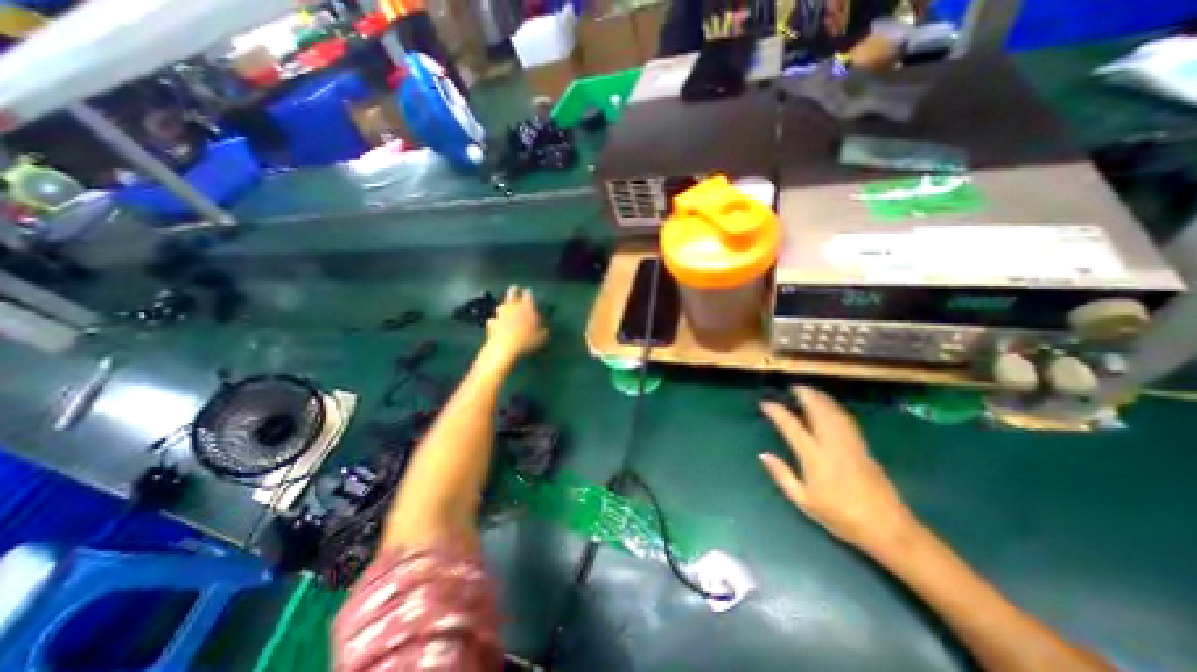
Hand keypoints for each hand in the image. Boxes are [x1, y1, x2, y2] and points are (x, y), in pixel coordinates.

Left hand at [481, 286, 546, 365]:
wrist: (505, 348)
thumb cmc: (527, 341)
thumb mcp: (543, 337)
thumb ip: (543, 330)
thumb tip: (544, 328)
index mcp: (527, 306)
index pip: (528, 294)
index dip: (528, 293)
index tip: (528, 291)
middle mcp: (513, 306)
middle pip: (512, 293)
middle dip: (514, 290)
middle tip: (515, 289)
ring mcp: (500, 314)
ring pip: (501, 305)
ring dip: (504, 306)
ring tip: (506, 309)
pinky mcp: (492, 323)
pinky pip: (494, 320)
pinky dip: (496, 321)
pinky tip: (497, 325)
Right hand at [755, 386, 917, 553]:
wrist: (887, 528)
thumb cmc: (840, 516)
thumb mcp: (803, 501)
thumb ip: (782, 475)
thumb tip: (763, 455)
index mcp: (814, 457)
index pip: (791, 426)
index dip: (777, 412)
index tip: (765, 404)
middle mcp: (832, 445)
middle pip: (818, 411)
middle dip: (805, 395)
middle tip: (793, 386)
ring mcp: (850, 444)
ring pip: (834, 412)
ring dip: (821, 398)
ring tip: (809, 390)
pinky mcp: (863, 447)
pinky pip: (846, 420)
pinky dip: (835, 408)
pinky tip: (831, 406)